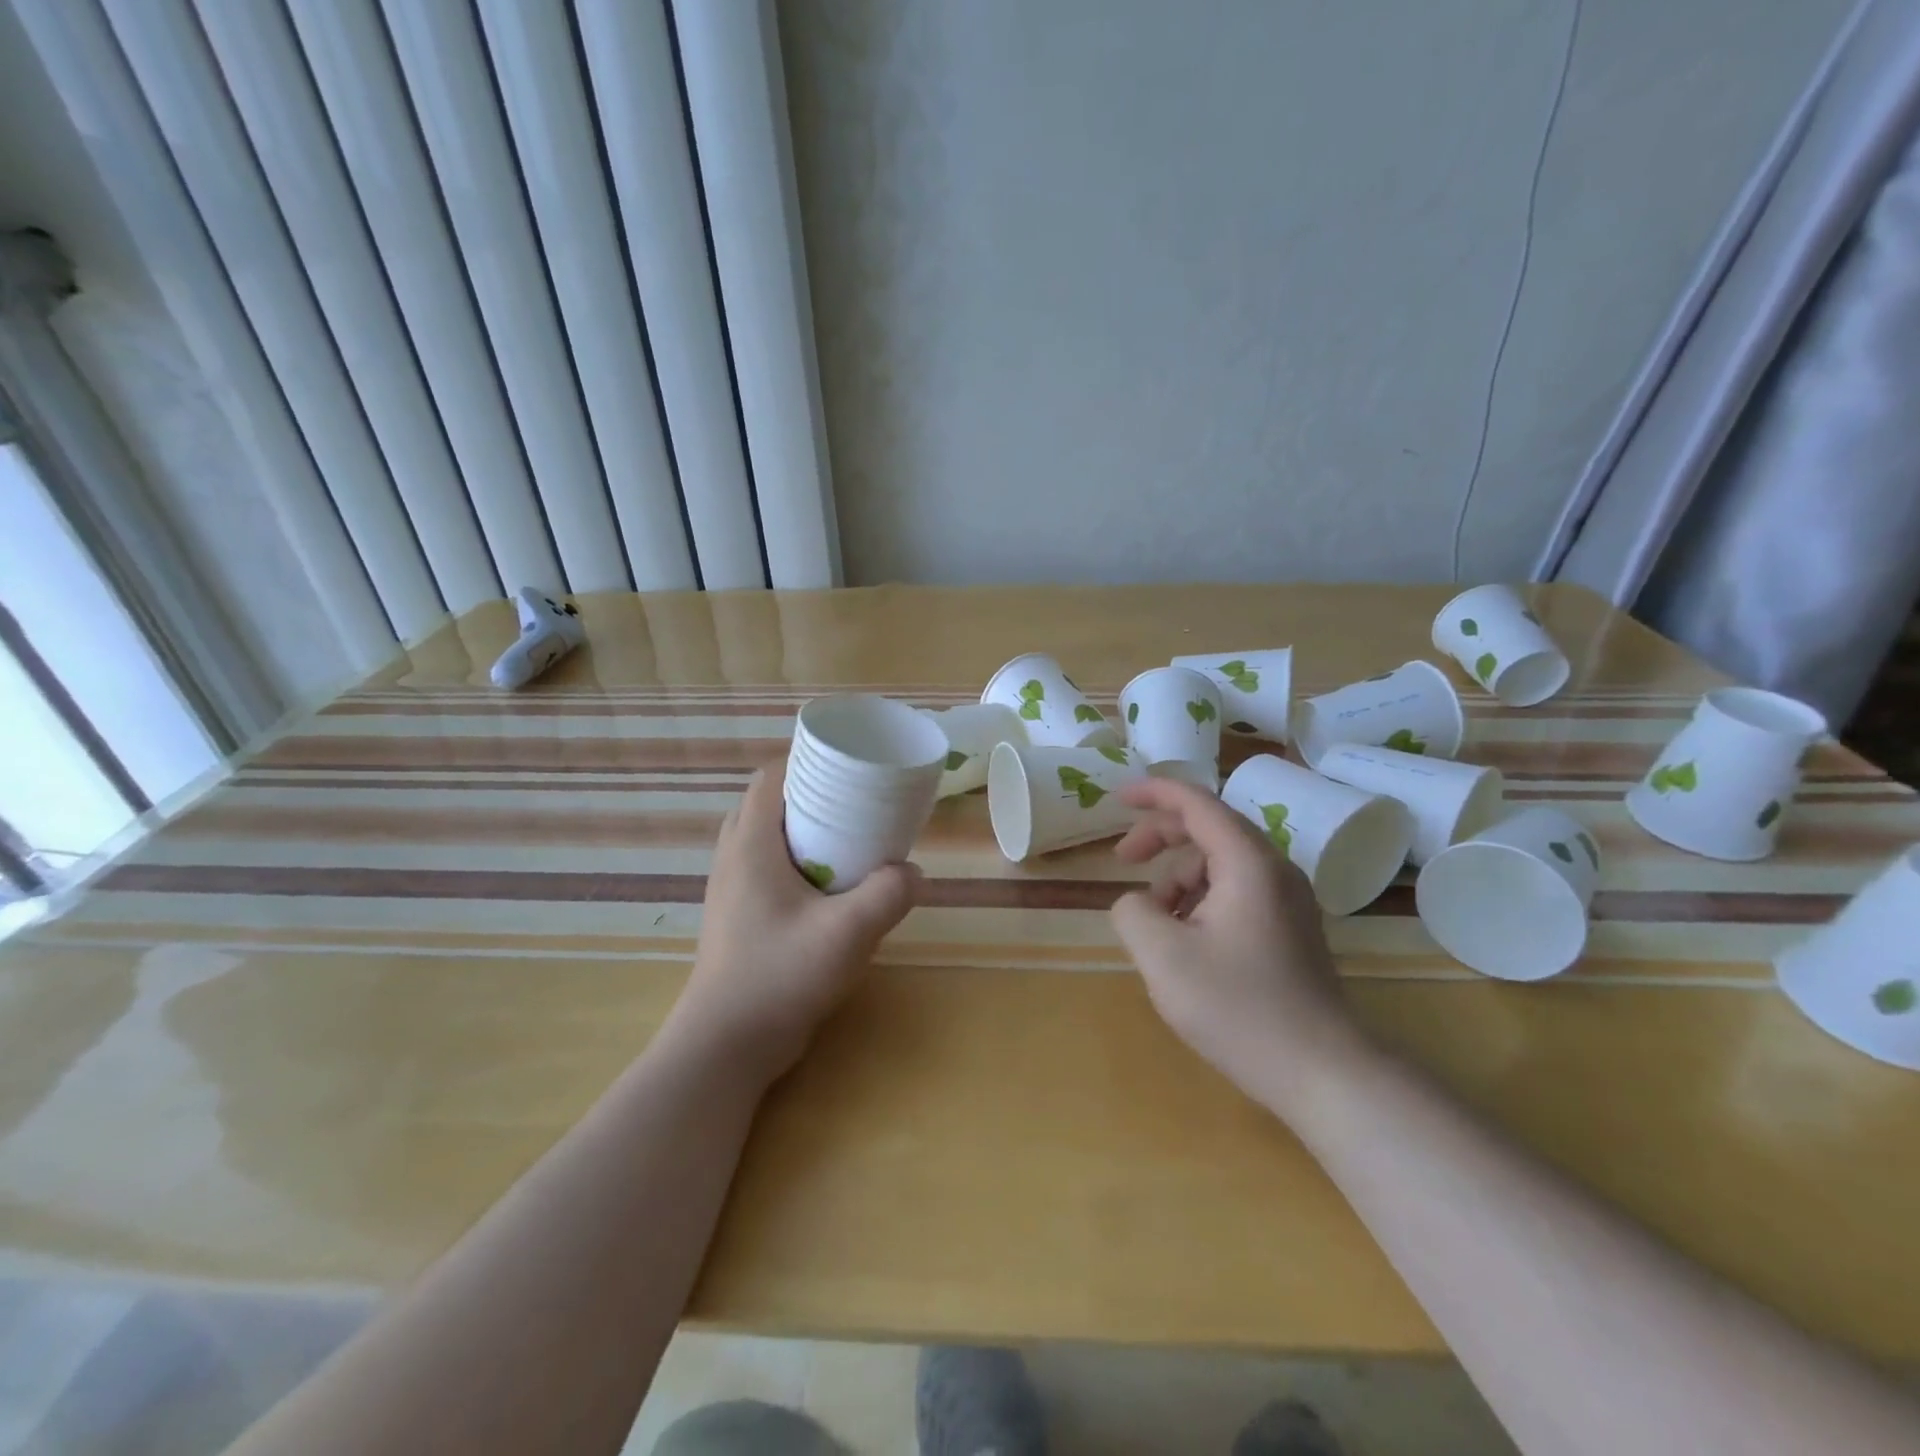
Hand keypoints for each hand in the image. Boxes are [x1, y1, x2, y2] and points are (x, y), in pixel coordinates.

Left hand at [671, 764, 920, 1082]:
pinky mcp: (739, 914)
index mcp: (750, 843)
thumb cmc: (779, 976)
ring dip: (807, 831)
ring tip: (852, 841)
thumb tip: (913, 872)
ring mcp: (732, 887)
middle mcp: (734, 856)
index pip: (772, 776)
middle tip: (859, 803)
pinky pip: (769, 867)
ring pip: (770, 837)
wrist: (727, 1045)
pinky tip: (833, 887)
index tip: (851, 766)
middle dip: (814, 796)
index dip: (809, 761)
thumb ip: (887, 895)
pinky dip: (799, 861)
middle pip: (772, 803)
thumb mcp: (846, 933)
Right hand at [1110, 777, 1367, 1116]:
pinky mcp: (1289, 928)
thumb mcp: (1162, 957)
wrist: (1322, 1073)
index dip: (1153, 792)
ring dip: (1178, 878)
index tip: (1116, 798)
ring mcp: (1287, 900)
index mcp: (1248, 863)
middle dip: (1159, 837)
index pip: (1196, 802)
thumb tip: (1137, 903)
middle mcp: (1274, 870)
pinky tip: (1185, 941)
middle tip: (1122, 860)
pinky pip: (1235, 891)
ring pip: (1220, 864)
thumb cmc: (1238, 1008)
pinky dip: (1200, 900)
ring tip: (1156, 923)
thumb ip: (1132, 911)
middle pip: (1208, 828)